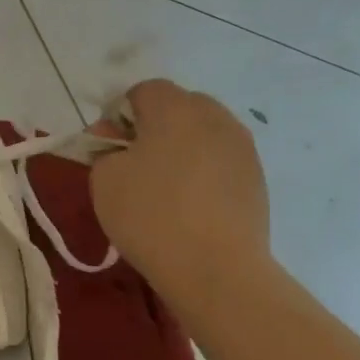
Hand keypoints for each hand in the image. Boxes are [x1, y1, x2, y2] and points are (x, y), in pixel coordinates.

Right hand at [88, 79, 270, 316]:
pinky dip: (202, 173)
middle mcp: (214, 117)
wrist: (215, 268)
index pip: (142, 91)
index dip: (119, 116)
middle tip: (134, 166)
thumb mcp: (104, 180)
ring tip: (164, 189)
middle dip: (153, 128)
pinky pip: (220, 161)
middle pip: (178, 107)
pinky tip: (190, 206)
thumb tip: (116, 141)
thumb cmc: (150, 216)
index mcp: (175, 109)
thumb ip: (104, 149)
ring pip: (202, 134)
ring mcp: (241, 147)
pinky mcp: (256, 178)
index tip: (108, 149)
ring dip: (180, 150)